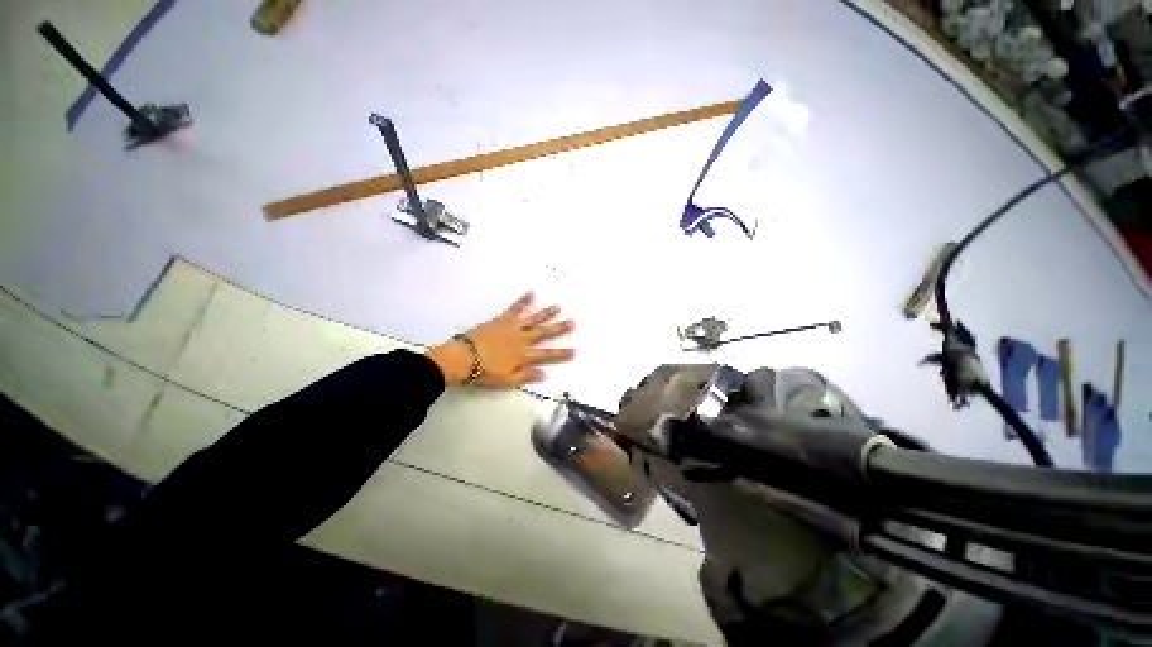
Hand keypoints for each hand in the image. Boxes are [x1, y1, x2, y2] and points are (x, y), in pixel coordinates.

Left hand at [427, 292, 575, 386]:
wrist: (463, 358)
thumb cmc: (485, 372)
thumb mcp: (507, 380)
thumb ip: (526, 376)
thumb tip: (544, 373)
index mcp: (524, 356)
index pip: (547, 355)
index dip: (562, 354)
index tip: (575, 350)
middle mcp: (522, 339)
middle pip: (544, 333)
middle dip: (559, 328)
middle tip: (573, 321)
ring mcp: (513, 328)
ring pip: (533, 319)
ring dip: (546, 313)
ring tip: (558, 306)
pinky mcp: (502, 320)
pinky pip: (515, 309)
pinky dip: (523, 301)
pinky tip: (531, 292)